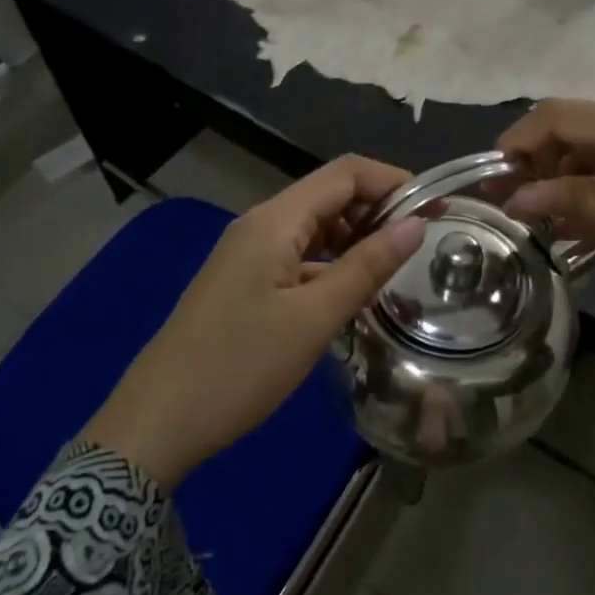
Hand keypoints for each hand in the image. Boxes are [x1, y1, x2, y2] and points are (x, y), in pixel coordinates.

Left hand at [84, 156, 425, 488]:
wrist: (158, 421)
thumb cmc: (240, 366)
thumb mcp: (313, 318)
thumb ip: (366, 267)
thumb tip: (415, 225)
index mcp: (274, 221)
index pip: (345, 173)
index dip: (394, 181)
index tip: (436, 210)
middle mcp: (260, 225)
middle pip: (329, 195)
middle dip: (378, 211)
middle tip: (421, 247)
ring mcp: (248, 254)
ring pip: (315, 228)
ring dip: (356, 240)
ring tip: (395, 271)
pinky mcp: (244, 282)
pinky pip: (298, 257)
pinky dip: (331, 265)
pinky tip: (352, 296)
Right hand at [498, 100, 594, 321]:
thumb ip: (579, 203)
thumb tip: (518, 195)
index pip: (559, 116)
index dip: (518, 141)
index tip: (491, 179)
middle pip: (569, 130)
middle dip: (531, 161)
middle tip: (504, 202)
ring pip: (585, 154)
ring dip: (555, 181)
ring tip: (529, 218)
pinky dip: (583, 196)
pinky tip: (566, 227)